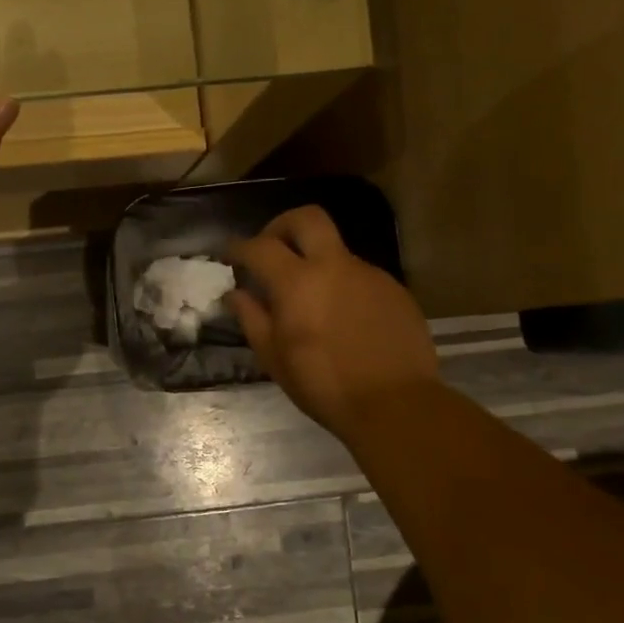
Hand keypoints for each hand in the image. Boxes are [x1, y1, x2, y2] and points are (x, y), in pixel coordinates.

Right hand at [228, 206, 437, 437]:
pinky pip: (359, 276)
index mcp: (298, 282)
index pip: (260, 247)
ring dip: (314, 262)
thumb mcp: (273, 357)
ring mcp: (370, 275)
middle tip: (270, 249)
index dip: (239, 247)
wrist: (394, 404)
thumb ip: (252, 317)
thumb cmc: (322, 384)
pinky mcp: (394, 290)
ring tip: (307, 298)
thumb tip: (235, 293)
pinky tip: (340, 317)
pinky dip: (341, 285)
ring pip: (335, 250)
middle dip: (281, 225)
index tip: (229, 256)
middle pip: (307, 218)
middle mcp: (335, 266)